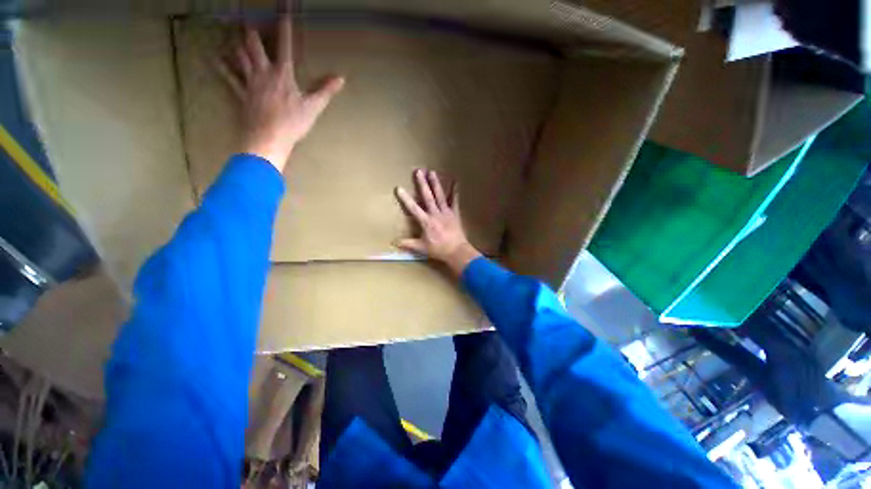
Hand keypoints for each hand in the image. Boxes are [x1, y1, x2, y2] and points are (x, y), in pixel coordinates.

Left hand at [218, 14, 343, 171]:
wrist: (269, 139)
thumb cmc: (293, 124)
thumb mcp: (313, 107)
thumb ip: (325, 91)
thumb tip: (341, 78)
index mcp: (283, 74)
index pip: (285, 44)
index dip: (284, 25)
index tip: (283, 8)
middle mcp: (263, 72)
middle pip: (254, 45)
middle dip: (252, 30)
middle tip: (248, 18)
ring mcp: (250, 82)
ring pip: (240, 56)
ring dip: (238, 44)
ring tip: (235, 34)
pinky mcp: (241, 94)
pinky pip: (229, 77)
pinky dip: (222, 66)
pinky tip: (215, 58)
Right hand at [395, 169, 481, 276]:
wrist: (457, 251)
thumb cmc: (439, 249)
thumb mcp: (421, 248)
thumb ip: (408, 244)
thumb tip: (394, 242)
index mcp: (426, 222)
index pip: (413, 208)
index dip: (406, 198)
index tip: (399, 188)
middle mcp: (435, 214)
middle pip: (428, 197)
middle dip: (422, 184)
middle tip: (418, 171)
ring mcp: (446, 212)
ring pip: (440, 196)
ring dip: (435, 184)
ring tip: (432, 172)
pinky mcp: (455, 214)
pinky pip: (454, 201)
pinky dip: (455, 192)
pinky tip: (456, 182)